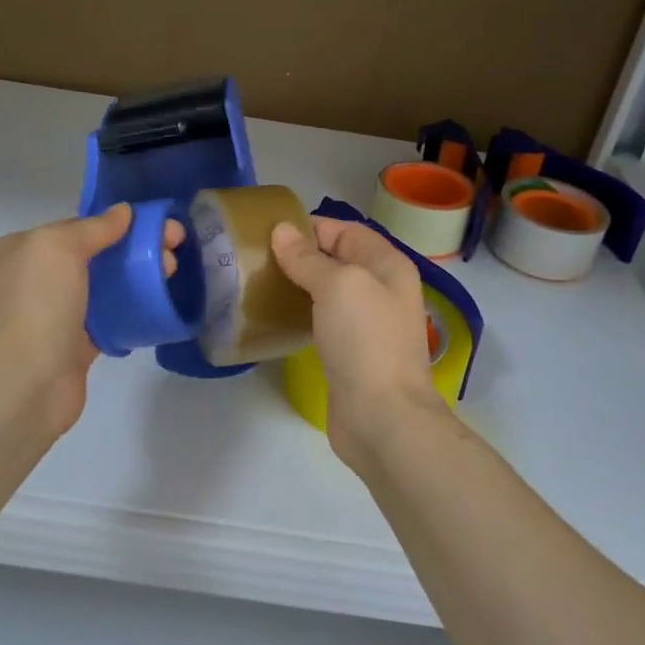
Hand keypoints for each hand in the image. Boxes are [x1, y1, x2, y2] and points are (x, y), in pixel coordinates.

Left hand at [0, 206, 182, 449]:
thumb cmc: (37, 303)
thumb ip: (94, 227)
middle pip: (95, 256)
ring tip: (171, 274)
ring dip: (138, 279)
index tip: (155, 224)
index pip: (76, 227)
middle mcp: (35, 280)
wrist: (23, 382)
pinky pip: (109, 321)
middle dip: (135, 249)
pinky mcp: (74, 347)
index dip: (117, 223)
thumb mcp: (59, 247)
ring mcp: (54, 315)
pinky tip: (157, 305)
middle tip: (174, 251)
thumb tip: (123, 212)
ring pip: (104, 288)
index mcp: (22, 250)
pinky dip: (131, 312)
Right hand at [270, 216, 446, 471]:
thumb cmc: (365, 340)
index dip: (310, 227)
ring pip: (327, 293)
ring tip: (258, 284)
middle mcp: (381, 290)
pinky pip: (322, 322)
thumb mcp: (338, 286)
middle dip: (299, 256)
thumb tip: (282, 231)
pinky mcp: (349, 353)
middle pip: (336, 260)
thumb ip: (308, 258)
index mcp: (387, 265)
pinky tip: (274, 317)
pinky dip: (300, 315)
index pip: (346, 231)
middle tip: (256, 259)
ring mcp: (366, 324)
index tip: (269, 232)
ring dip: (296, 286)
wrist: (382, 417)